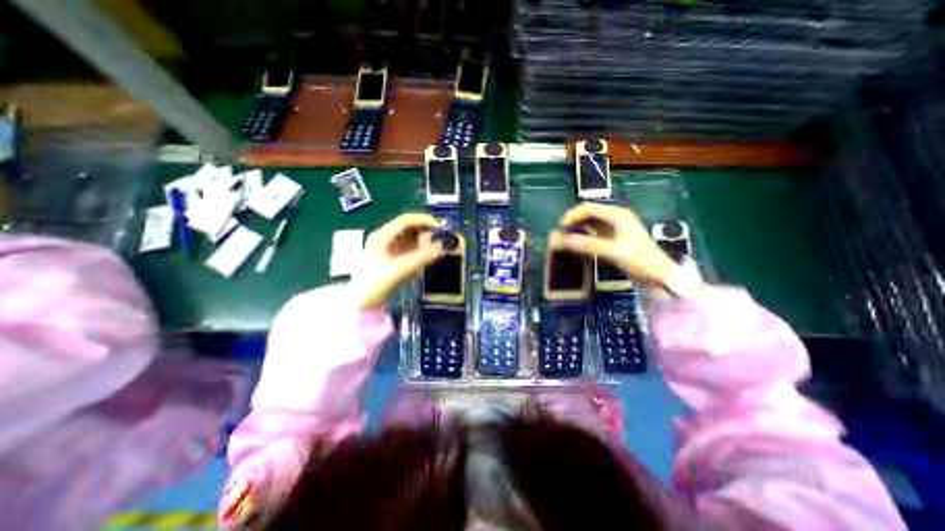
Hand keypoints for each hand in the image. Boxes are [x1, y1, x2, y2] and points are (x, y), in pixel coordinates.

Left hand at [352, 213, 444, 308]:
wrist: (362, 301)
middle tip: (442, 237)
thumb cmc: (376, 284)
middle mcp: (385, 237)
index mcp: (382, 236)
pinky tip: (429, 253)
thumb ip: (421, 258)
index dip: (424, 221)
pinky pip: (409, 246)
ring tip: (438, 244)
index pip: (406, 220)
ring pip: (410, 236)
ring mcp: (388, 246)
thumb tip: (441, 248)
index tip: (440, 228)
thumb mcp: (399, 269)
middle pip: (408, 226)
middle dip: (427, 229)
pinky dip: (421, 247)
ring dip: (425, 238)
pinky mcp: (392, 255)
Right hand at [555, 200, 683, 285]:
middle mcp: (615, 217)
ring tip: (567, 238)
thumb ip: (588, 245)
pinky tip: (578, 243)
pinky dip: (585, 235)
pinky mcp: (614, 237)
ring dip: (578, 227)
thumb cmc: (639, 260)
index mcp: (617, 214)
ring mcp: (615, 226)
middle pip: (589, 213)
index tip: (560, 227)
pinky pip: (595, 231)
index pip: (589, 208)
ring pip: (591, 222)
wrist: (659, 274)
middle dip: (574, 221)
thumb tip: (563, 240)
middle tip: (561, 233)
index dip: (572, 215)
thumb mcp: (613, 251)